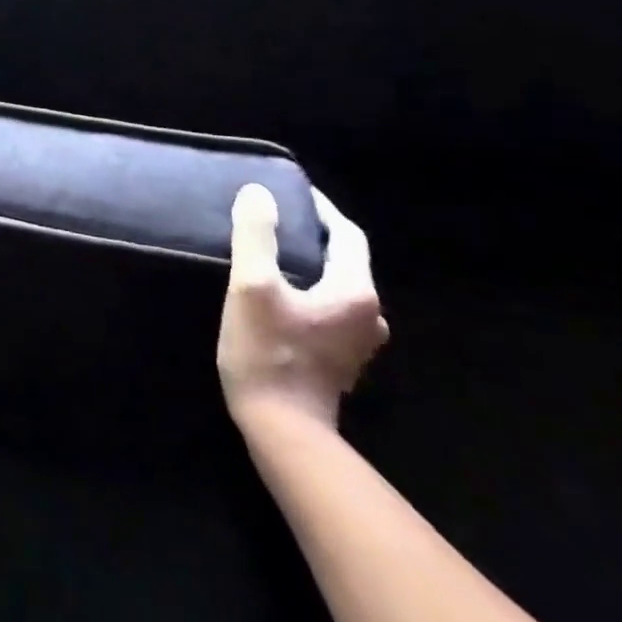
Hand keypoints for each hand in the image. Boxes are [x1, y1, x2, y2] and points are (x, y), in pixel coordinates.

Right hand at [218, 183, 387, 432]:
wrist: (282, 430)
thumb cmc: (268, 353)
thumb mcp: (252, 286)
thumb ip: (256, 236)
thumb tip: (258, 193)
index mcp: (355, 291)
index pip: (346, 233)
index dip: (320, 208)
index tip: (291, 191)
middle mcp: (369, 314)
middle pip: (345, 260)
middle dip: (313, 236)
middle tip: (275, 220)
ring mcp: (358, 342)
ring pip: (337, 287)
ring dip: (312, 266)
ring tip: (274, 254)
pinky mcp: (341, 360)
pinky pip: (330, 310)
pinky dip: (310, 292)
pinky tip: (282, 296)